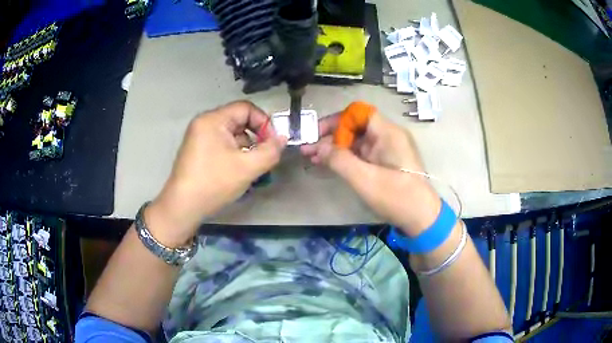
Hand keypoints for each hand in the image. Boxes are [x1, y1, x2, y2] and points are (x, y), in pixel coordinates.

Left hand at [146, 101, 286, 246]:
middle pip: (238, 120)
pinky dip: (233, 152)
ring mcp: (199, 136)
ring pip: (231, 133)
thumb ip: (270, 151)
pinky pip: (221, 143)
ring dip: (245, 146)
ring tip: (250, 166)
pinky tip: (237, 170)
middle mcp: (204, 123)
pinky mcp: (197, 149)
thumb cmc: (213, 183)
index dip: (264, 122)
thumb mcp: (247, 167)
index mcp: (213, 120)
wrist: (183, 207)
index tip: (272, 143)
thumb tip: (282, 138)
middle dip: (255, 136)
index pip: (246, 108)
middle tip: (263, 156)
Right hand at [301, 110, 440, 236]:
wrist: (422, 218)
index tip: (317, 133)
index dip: (336, 120)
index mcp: (388, 133)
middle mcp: (388, 136)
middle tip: (308, 148)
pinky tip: (328, 164)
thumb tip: (318, 147)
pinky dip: (345, 158)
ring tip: (312, 157)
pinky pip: (362, 154)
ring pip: (356, 141)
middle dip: (330, 136)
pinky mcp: (385, 163)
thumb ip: (339, 160)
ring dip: (335, 148)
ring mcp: (387, 150)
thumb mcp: (365, 179)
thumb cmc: (397, 197)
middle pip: (355, 127)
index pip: (358, 113)